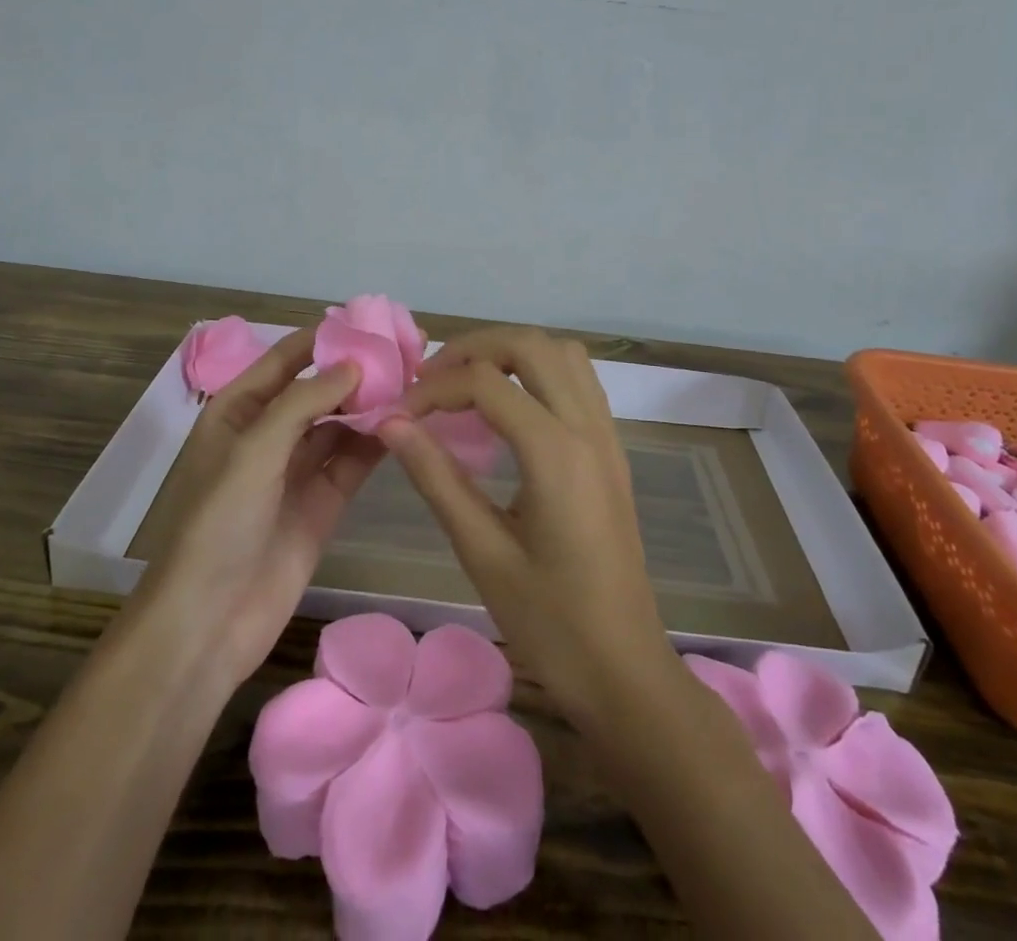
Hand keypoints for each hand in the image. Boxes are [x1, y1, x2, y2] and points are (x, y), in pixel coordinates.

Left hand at [145, 328, 382, 685]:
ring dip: (370, 406)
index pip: (285, 359)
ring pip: (340, 424)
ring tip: (414, 384)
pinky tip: (404, 424)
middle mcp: (268, 434)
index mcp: (238, 411)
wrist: (208, 623)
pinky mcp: (322, 503)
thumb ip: (304, 401)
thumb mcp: (253, 451)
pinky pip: (352, 461)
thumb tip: (355, 364)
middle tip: (406, 354)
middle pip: (318, 390)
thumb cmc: (218, 524)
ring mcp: (296, 470)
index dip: (324, 339)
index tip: (370, 323)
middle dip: (356, 372)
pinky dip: (375, 442)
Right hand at [378, 327, 687, 730]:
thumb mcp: (483, 553)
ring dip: (511, 352)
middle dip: (473, 348)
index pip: (486, 382)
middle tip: (430, 379)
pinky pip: (579, 380)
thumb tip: (391, 423)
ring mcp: (607, 436)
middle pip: (530, 345)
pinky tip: (510, 407)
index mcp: (555, 453)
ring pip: (562, 353)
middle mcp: (588, 428)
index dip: (434, 388)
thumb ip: (436, 478)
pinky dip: (539, 371)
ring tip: (467, 382)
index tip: (399, 414)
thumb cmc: (551, 624)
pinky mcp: (612, 451)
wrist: (625, 672)